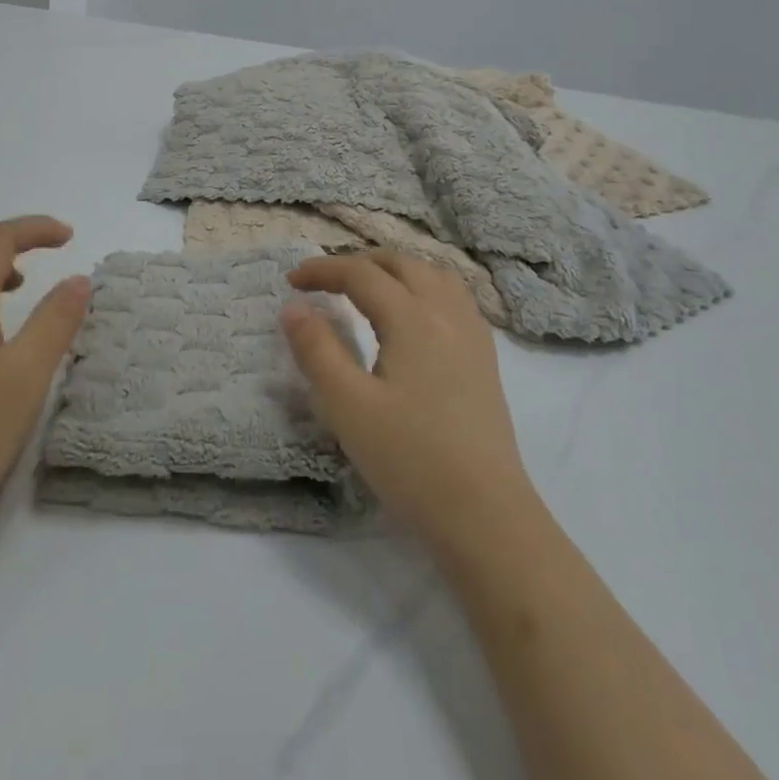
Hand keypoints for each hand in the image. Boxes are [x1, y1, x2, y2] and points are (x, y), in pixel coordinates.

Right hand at [282, 251, 541, 555]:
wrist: (486, 516)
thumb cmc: (410, 460)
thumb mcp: (347, 406)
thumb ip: (317, 350)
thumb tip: (294, 307)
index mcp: (412, 318)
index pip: (361, 274)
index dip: (323, 269)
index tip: (291, 281)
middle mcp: (446, 313)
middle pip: (401, 263)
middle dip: (358, 262)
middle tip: (326, 282)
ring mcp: (472, 335)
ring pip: (433, 275)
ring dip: (395, 270)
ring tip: (369, 288)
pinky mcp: (485, 359)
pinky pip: (455, 297)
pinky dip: (425, 287)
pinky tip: (415, 317)